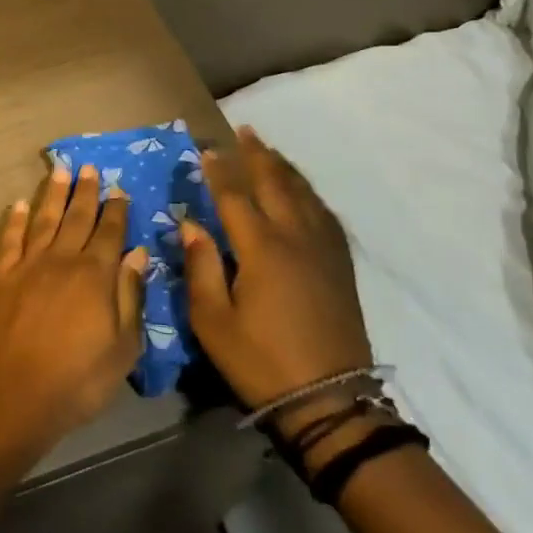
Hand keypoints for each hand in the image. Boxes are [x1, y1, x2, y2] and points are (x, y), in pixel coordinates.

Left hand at [0, 163, 150, 456]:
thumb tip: (138, 253)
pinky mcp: (2, 277)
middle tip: (90, 167)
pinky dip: (15, 220)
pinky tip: (18, 204)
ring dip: (53, 194)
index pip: (109, 232)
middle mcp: (62, 259)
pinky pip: (10, 240)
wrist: (14, 395)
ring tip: (60, 170)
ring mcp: (29, 265)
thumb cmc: (78, 379)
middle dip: (86, 191)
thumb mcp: (122, 348)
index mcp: (95, 274)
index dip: (116, 209)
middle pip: (77, 218)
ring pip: (44, 219)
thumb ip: (130, 296)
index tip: (119, 188)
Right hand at [182, 127, 373, 429]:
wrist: (329, 402)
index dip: (218, 170)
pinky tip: (304, 193)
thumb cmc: (261, 361)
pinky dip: (310, 194)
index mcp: (261, 248)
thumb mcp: (213, 321)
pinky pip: (325, 216)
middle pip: (275, 183)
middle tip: (245, 130)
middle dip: (257, 155)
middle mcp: (295, 238)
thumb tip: (192, 225)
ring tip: (271, 151)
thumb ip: (200, 267)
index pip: (234, 196)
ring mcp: (323, 251)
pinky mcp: (340, 268)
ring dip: (285, 168)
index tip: (206, 148)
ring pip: (304, 195)